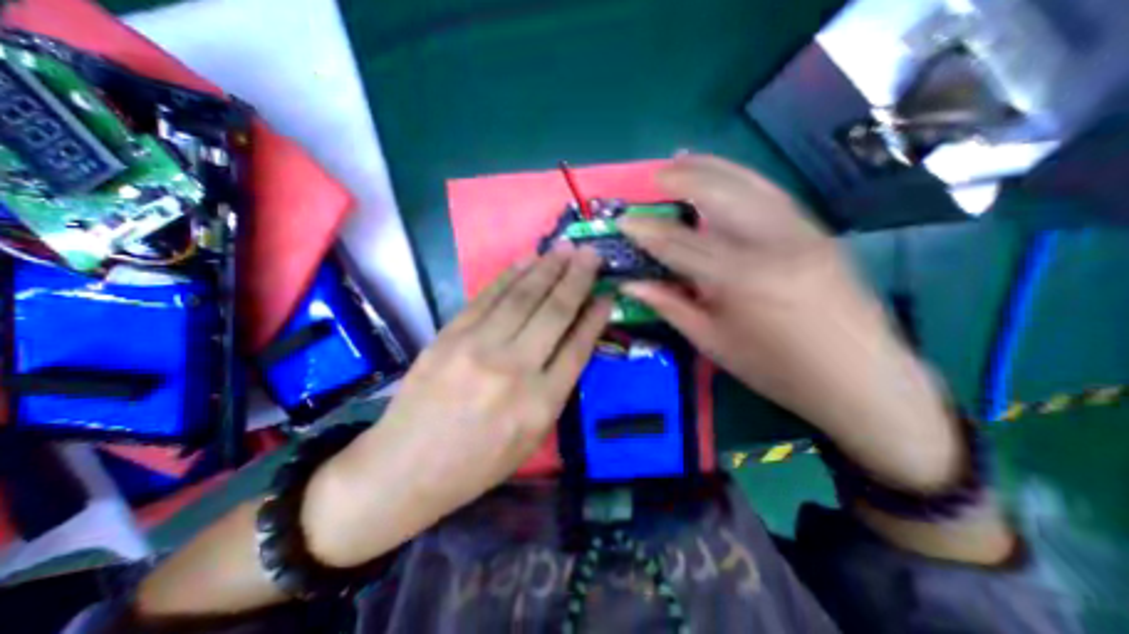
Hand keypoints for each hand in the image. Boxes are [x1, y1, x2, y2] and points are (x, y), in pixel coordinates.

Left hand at [301, 245, 608, 567]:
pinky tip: (526, 261)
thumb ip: (556, 390)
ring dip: (547, 269)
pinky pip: (487, 298)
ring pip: (522, 297)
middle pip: (554, 313)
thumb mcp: (531, 438)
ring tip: (565, 248)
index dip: (595, 317)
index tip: (607, 294)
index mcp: (540, 403)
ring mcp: (477, 348)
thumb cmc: (477, 462)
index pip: (577, 347)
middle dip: (577, 279)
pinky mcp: (449, 336)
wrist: (405, 468)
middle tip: (591, 254)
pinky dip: (510, 276)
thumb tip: (573, 343)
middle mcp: (513, 369)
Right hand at [616, 154, 960, 490]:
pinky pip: (770, 192)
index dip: (646, 231)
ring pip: (748, 183)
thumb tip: (632, 285)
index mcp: (741, 278)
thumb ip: (670, 305)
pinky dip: (740, 177)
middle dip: (681, 179)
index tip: (623, 221)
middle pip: (718, 194)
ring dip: (711, 167)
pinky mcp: (817, 231)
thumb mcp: (713, 342)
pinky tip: (724, 175)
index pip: (679, 243)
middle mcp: (772, 243)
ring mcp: (801, 231)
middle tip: (653, 176)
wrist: (861, 379)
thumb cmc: (776, 368)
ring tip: (682, 158)